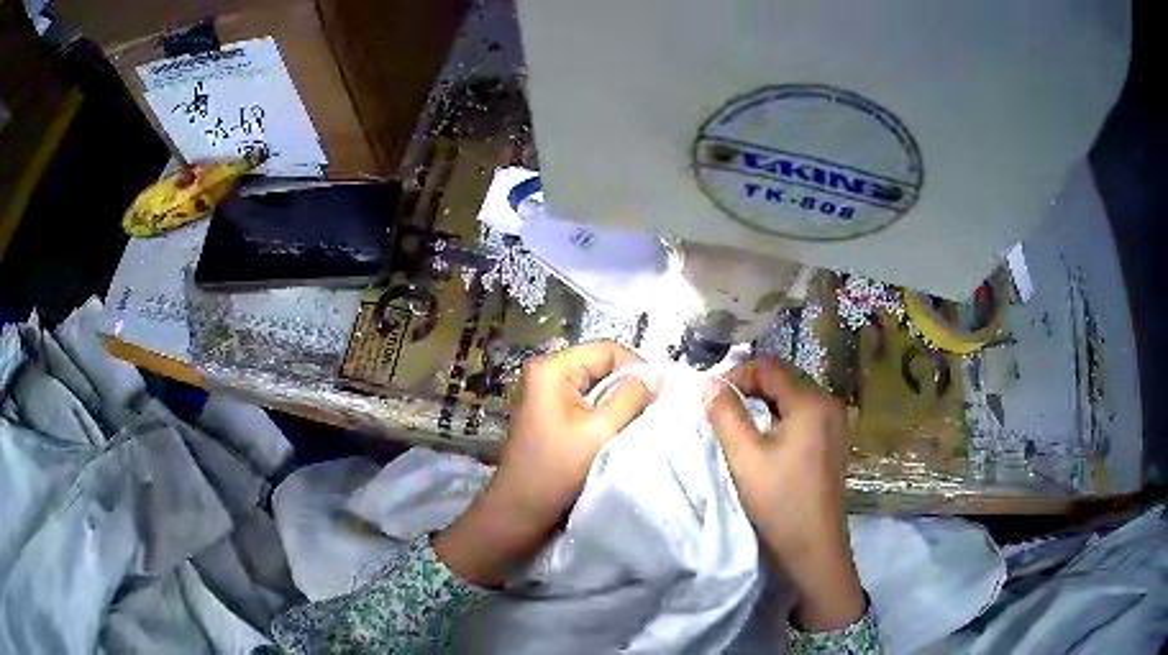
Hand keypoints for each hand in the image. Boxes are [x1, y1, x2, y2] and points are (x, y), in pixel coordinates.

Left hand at [435, 341, 653, 585]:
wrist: (520, 512)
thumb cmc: (556, 471)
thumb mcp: (599, 432)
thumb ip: (630, 398)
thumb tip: (657, 375)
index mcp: (552, 369)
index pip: (607, 350)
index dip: (637, 368)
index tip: (661, 394)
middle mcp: (547, 373)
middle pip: (602, 366)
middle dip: (630, 387)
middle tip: (655, 411)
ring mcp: (548, 395)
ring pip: (598, 387)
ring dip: (621, 403)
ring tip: (641, 423)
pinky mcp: (552, 415)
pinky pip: (588, 404)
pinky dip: (607, 415)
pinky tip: (621, 432)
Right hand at [705, 357, 863, 631]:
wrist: (814, 548)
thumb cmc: (779, 501)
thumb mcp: (744, 456)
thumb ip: (725, 413)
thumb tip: (709, 382)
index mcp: (811, 401)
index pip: (768, 367)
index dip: (736, 376)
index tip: (710, 399)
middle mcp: (829, 403)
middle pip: (783, 380)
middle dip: (748, 390)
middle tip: (720, 413)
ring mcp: (835, 424)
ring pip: (791, 399)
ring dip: (763, 406)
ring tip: (737, 429)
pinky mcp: (833, 443)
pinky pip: (802, 417)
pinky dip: (779, 421)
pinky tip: (764, 444)